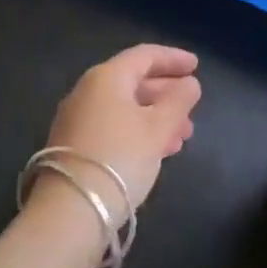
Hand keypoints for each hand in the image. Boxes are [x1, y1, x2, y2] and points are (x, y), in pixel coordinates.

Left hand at [43, 44, 200, 220]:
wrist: (70, 211)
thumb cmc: (119, 159)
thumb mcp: (157, 128)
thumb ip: (178, 101)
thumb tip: (189, 83)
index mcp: (106, 77)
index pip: (144, 56)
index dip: (173, 58)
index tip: (196, 66)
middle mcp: (88, 91)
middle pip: (134, 81)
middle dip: (167, 93)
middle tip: (193, 106)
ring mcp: (78, 119)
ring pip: (126, 107)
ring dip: (157, 116)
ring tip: (183, 136)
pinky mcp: (75, 146)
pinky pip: (115, 126)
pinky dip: (139, 131)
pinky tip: (159, 151)